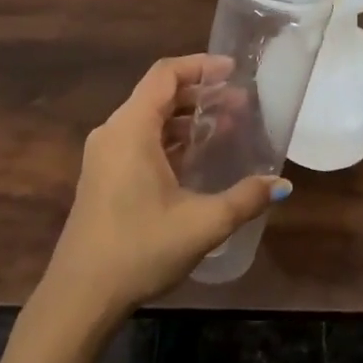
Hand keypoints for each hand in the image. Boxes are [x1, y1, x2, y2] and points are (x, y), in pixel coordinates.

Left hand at [41, 54, 286, 323]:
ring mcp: (104, 156)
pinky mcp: (103, 178)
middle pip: (158, 95)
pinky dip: (169, 140)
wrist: (80, 296)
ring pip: (149, 120)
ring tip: (226, 129)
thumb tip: (282, 185)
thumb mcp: (202, 224)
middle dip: (201, 95)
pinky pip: (139, 142)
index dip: (200, 66)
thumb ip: (245, 199)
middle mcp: (113, 133)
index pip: (165, 75)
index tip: (234, 71)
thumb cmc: (139, 249)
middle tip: (241, 104)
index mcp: (131, 129)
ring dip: (186, 120)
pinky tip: (196, 160)